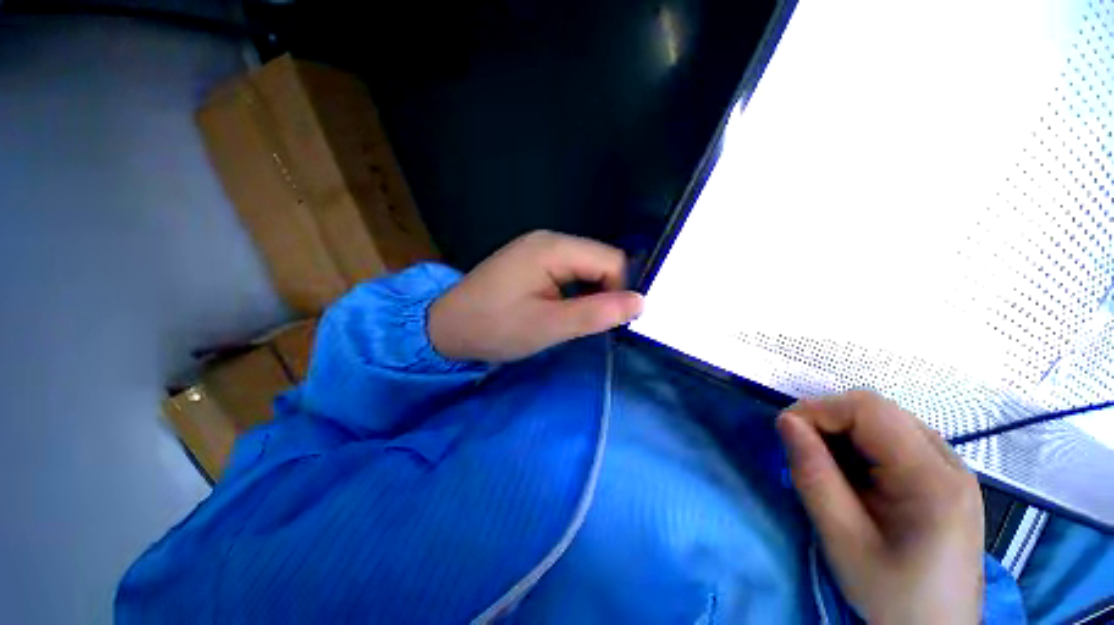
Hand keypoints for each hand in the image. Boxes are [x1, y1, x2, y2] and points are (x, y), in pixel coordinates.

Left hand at [428, 230, 643, 362]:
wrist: (446, 328)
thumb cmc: (494, 327)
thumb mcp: (548, 326)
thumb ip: (596, 313)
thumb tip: (640, 302)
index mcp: (553, 248)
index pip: (611, 260)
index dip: (621, 290)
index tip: (610, 321)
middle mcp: (549, 240)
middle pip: (600, 261)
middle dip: (605, 293)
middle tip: (591, 325)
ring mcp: (539, 249)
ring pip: (586, 268)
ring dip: (590, 294)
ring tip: (574, 320)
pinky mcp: (533, 262)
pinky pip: (570, 272)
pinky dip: (575, 292)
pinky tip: (562, 310)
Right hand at [776, 391, 983, 624]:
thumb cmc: (891, 594)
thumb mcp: (842, 540)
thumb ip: (812, 475)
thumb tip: (785, 421)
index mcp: (933, 479)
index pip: (868, 409)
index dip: (818, 409)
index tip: (786, 432)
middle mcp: (950, 462)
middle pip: (877, 410)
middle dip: (827, 419)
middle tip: (799, 448)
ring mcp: (951, 468)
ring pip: (884, 421)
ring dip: (842, 432)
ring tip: (824, 465)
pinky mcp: (944, 477)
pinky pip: (894, 439)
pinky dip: (860, 445)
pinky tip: (852, 475)